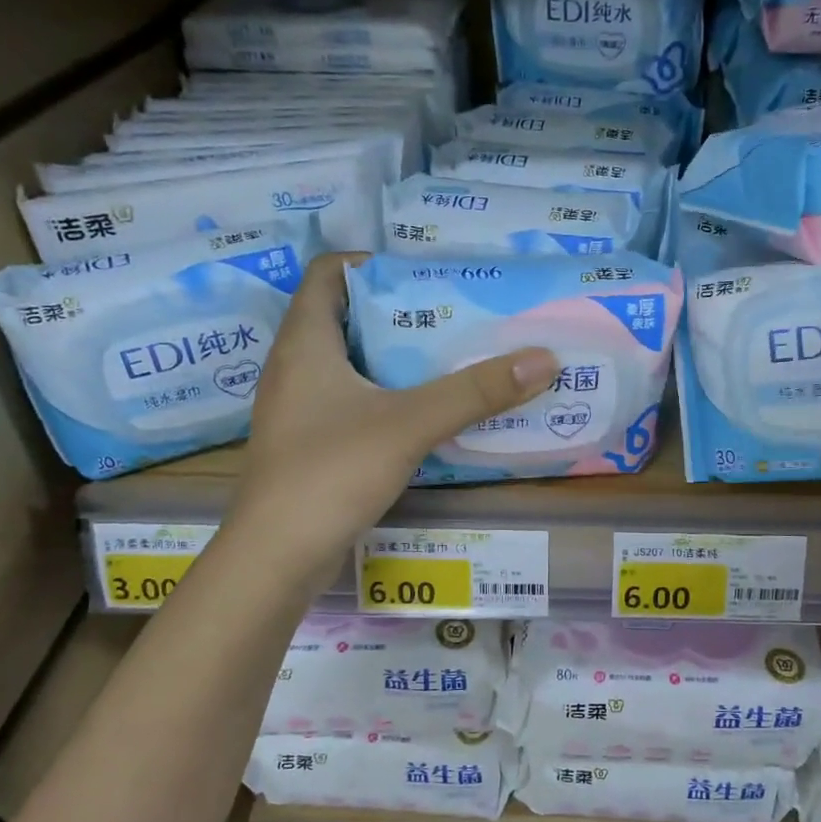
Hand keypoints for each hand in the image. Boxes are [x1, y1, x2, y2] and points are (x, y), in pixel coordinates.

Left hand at [227, 254, 557, 569]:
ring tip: (451, 360)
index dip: (374, 264)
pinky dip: (387, 397)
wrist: (276, 557)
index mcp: (305, 342)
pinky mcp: (309, 444)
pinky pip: (351, 402)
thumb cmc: (331, 472)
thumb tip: (543, 359)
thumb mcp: (410, 423)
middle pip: (346, 316)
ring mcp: (298, 408)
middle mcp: (295, 366)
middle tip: (456, 317)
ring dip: (397, 358)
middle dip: (401, 312)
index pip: (329, 272)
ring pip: (350, 364)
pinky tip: (425, 414)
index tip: (427, 278)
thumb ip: (475, 391)